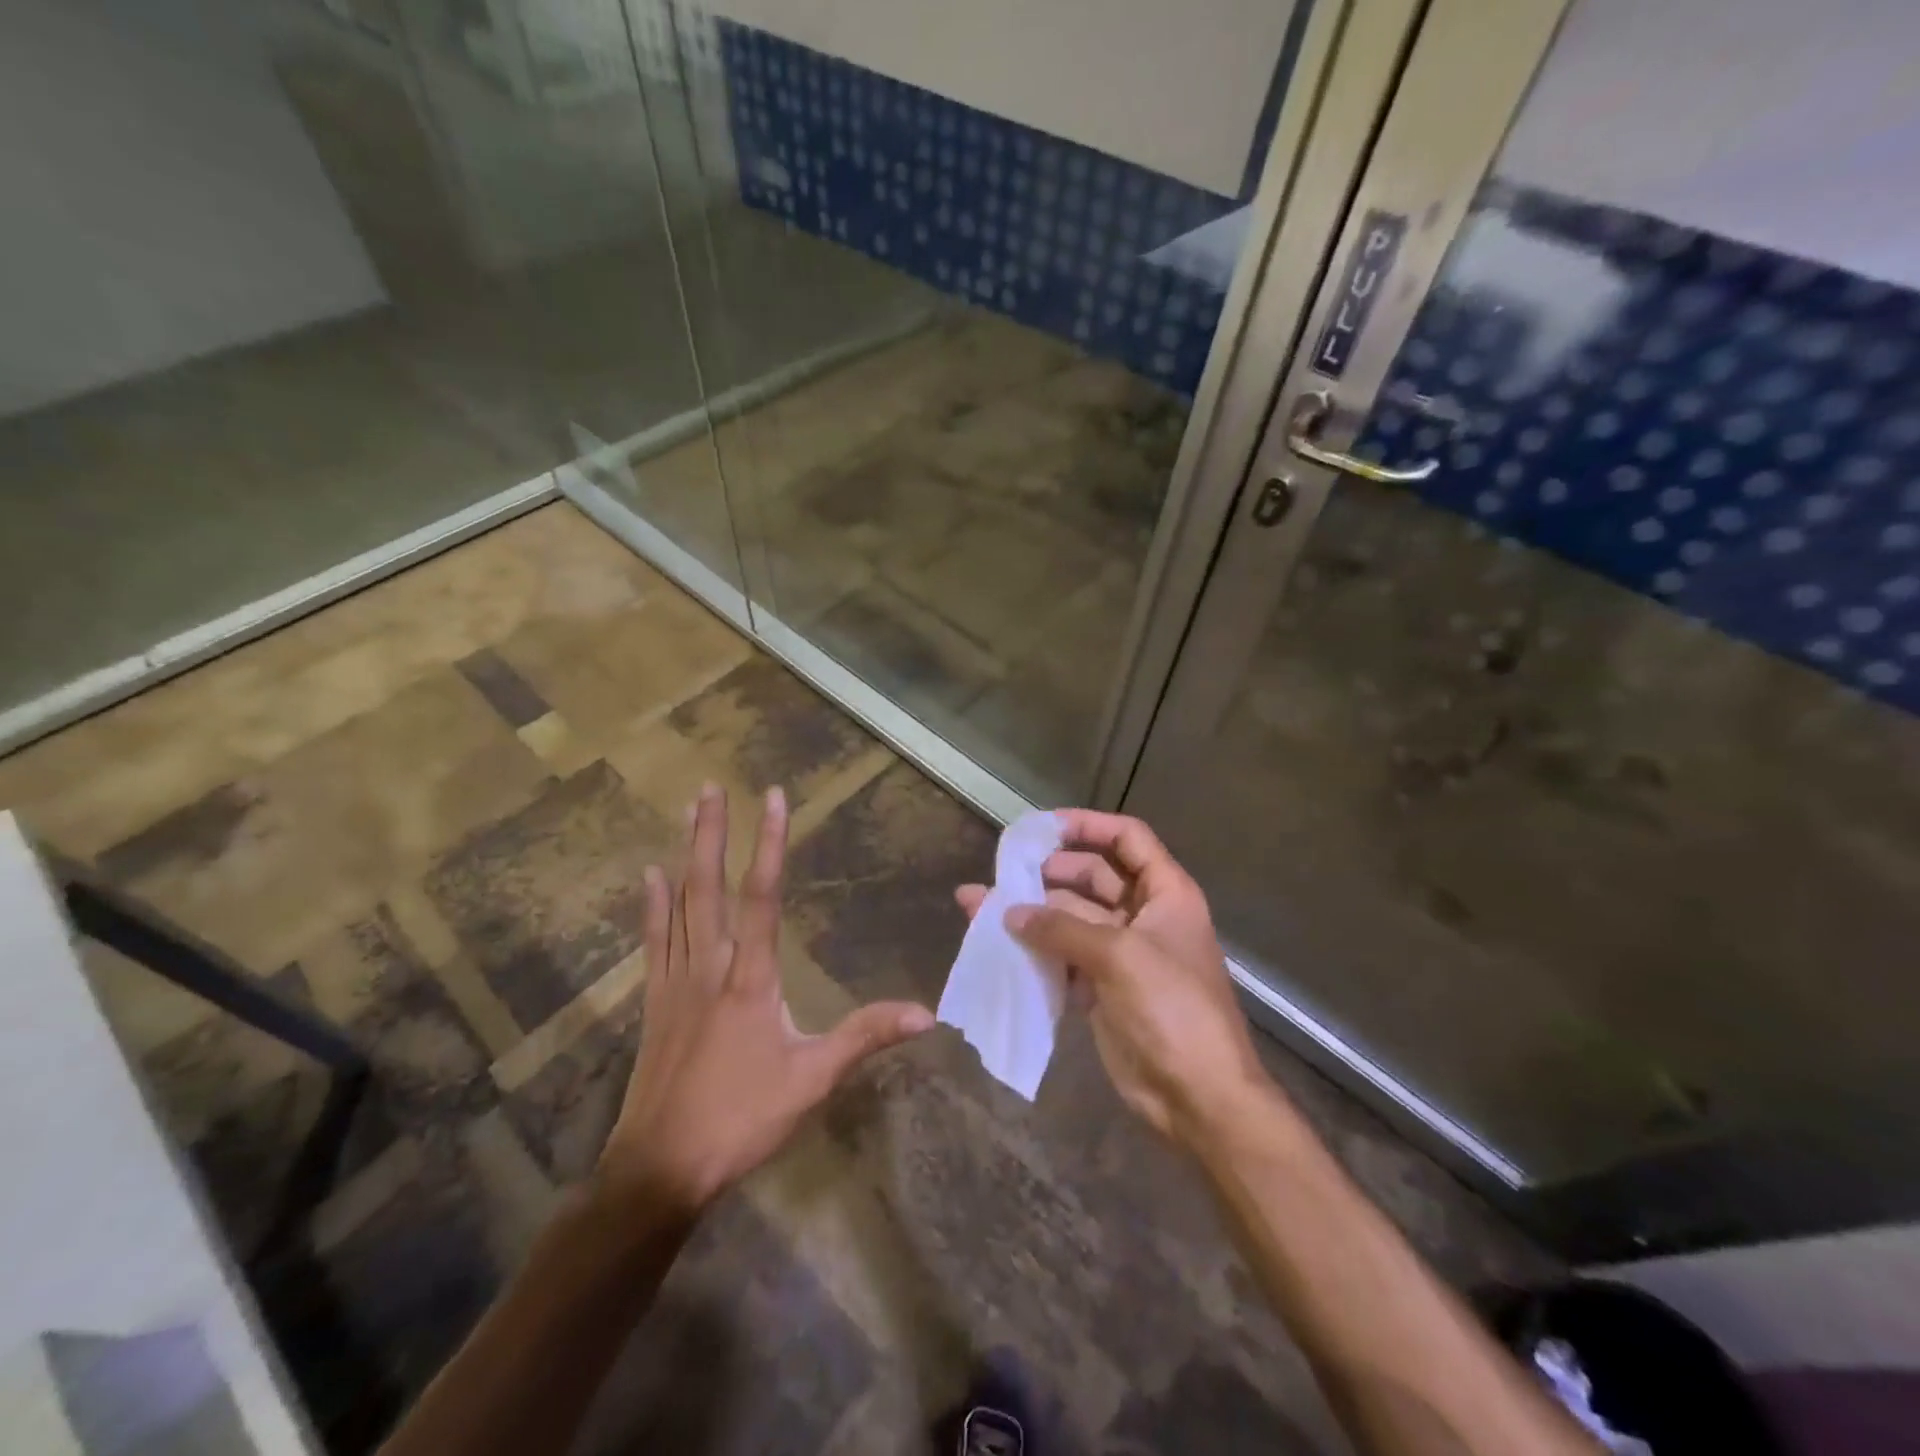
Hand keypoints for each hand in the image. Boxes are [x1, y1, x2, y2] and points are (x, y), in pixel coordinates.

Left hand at [600, 783, 934, 1215]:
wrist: (660, 1167)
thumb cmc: (741, 1119)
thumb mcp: (813, 1081)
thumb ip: (865, 1038)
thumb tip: (926, 1014)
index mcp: (749, 978)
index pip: (762, 897)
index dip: (769, 844)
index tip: (772, 798)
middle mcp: (709, 966)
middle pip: (709, 886)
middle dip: (712, 832)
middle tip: (712, 785)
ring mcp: (676, 982)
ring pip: (680, 904)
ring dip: (684, 854)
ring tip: (688, 811)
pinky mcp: (656, 1002)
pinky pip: (655, 940)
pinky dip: (653, 905)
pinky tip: (649, 877)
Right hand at [955, 810, 1269, 1143]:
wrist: (1199, 1096)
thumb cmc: (1172, 1009)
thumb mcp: (1120, 957)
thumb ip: (1062, 928)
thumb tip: (1009, 913)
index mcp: (1165, 893)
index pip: (1127, 838)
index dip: (1088, 825)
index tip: (1042, 827)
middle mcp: (1143, 915)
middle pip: (1092, 876)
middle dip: (1047, 873)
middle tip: (1003, 874)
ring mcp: (1121, 954)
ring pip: (1070, 919)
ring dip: (1032, 914)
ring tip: (981, 907)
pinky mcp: (1102, 988)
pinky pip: (1063, 957)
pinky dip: (1035, 952)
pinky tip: (998, 948)